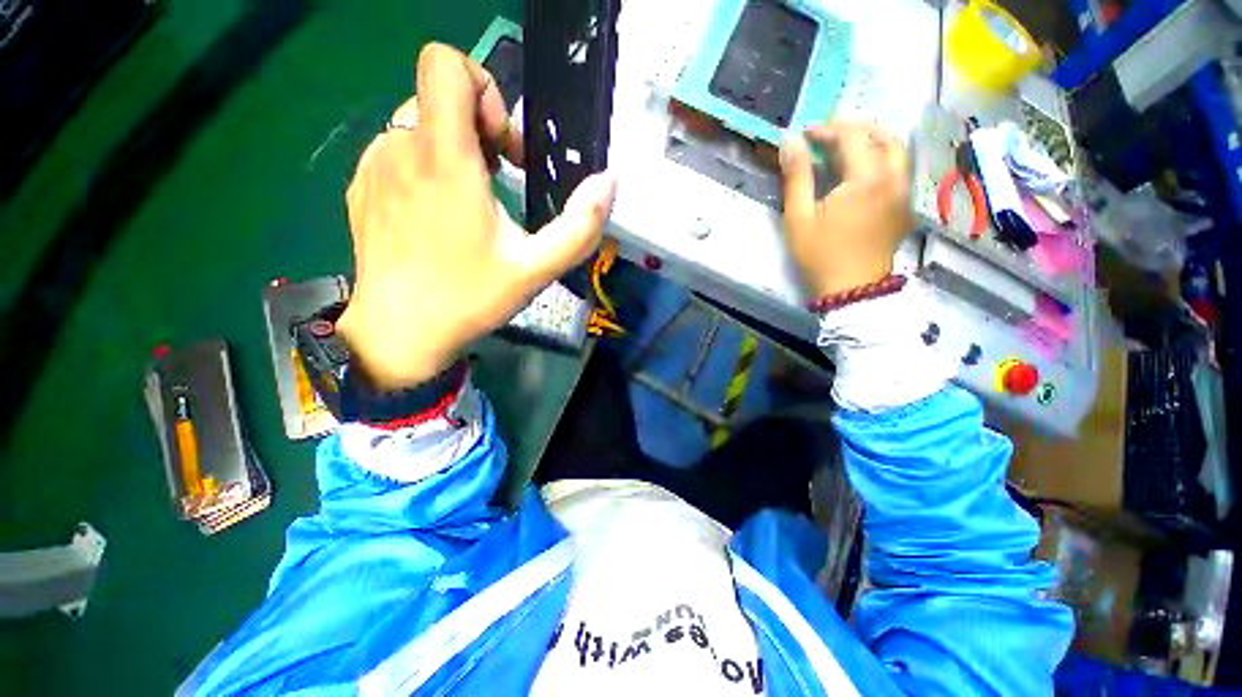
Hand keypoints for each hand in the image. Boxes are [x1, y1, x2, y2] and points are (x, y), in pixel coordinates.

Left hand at [336, 44, 616, 389]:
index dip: (484, 88)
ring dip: (454, 150)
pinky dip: (426, 168)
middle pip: (439, 96)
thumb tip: (608, 182)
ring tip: (471, 203)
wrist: (399, 332)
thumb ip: (579, 226)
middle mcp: (400, 147)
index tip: (502, 145)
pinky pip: (398, 152)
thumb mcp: (537, 268)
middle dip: (479, 129)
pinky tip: (438, 216)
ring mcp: (374, 166)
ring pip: (419, 126)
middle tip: (499, 180)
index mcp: (444, 159)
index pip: (446, 64)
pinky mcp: (362, 187)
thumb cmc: (469, 298)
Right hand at [779, 121, 912, 297]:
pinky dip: (883, 157)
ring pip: (897, 150)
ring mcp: (904, 191)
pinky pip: (900, 169)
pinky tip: (864, 170)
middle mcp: (893, 177)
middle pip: (882, 135)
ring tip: (847, 147)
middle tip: (828, 136)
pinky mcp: (905, 205)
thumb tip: (790, 142)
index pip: (853, 135)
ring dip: (873, 140)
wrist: (851, 288)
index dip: (828, 129)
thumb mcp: (799, 218)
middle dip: (854, 129)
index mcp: (866, 178)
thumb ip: (797, 176)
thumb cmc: (820, 254)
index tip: (806, 135)